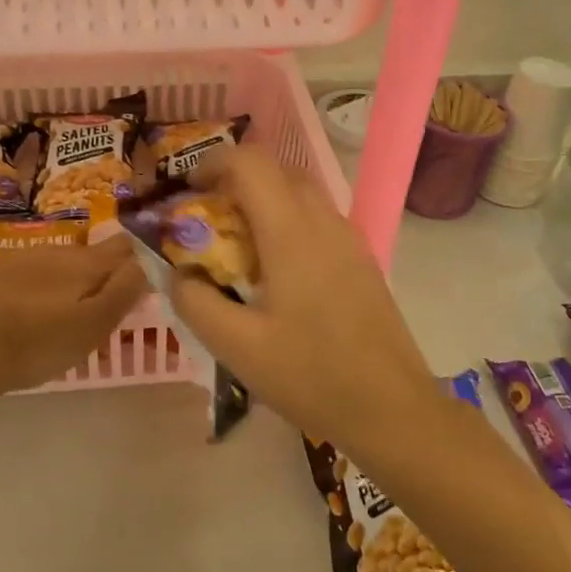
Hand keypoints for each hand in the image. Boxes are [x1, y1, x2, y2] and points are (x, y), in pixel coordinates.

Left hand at [0, 233, 147, 396]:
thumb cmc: (37, 344)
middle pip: (87, 256)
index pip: (124, 246)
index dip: (139, 254)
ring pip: (51, 264)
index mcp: (85, 265)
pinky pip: (17, 275)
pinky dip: (27, 288)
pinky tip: (18, 313)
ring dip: (61, 281)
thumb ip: (125, 291)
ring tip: (58, 314)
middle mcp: (53, 251)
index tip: (145, 270)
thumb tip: (149, 260)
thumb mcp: (93, 326)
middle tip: (100, 306)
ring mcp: (15, 259)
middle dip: (98, 274)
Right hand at [167, 148, 442, 453]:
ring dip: (263, 202)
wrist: (392, 408)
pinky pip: (317, 220)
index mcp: (291, 232)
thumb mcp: (237, 347)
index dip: (212, 163)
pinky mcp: (361, 260)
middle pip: (277, 171)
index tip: (187, 192)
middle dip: (235, 181)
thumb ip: (196, 302)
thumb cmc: (311, 376)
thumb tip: (179, 274)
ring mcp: (349, 239)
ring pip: (300, 193)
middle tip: (207, 220)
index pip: (251, 163)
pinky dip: (287, 222)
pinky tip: (275, 273)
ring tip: (237, 248)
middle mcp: (324, 222)